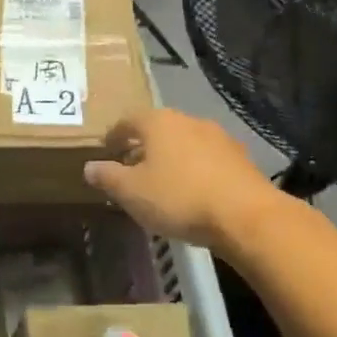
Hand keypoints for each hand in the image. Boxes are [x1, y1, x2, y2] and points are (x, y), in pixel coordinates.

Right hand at [84, 109, 277, 248]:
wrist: (247, 216)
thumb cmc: (179, 197)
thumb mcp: (131, 192)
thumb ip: (107, 177)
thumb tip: (90, 166)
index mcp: (158, 122)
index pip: (127, 120)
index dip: (114, 135)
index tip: (107, 151)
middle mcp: (188, 120)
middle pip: (158, 129)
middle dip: (143, 147)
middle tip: (131, 169)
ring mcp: (219, 137)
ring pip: (184, 143)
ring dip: (171, 158)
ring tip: (162, 183)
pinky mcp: (241, 158)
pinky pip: (207, 159)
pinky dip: (195, 170)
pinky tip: (193, 192)